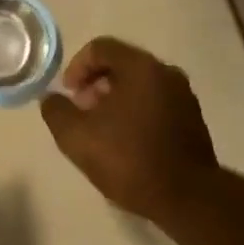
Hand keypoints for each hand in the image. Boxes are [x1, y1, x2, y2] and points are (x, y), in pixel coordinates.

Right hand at [41, 37, 218, 225]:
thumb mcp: (75, 137)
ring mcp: (183, 96)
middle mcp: (166, 73)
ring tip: (100, 131)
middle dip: (94, 85)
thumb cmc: (127, 159)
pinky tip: (125, 142)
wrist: (185, 196)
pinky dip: (135, 112)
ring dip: (114, 100)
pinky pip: (155, 103)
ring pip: (139, 85)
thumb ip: (56, 111)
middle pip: (121, 65)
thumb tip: (51, 98)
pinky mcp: (192, 119)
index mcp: (140, 68)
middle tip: (81, 113)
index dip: (75, 67)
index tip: (68, 95)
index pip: (100, 48)